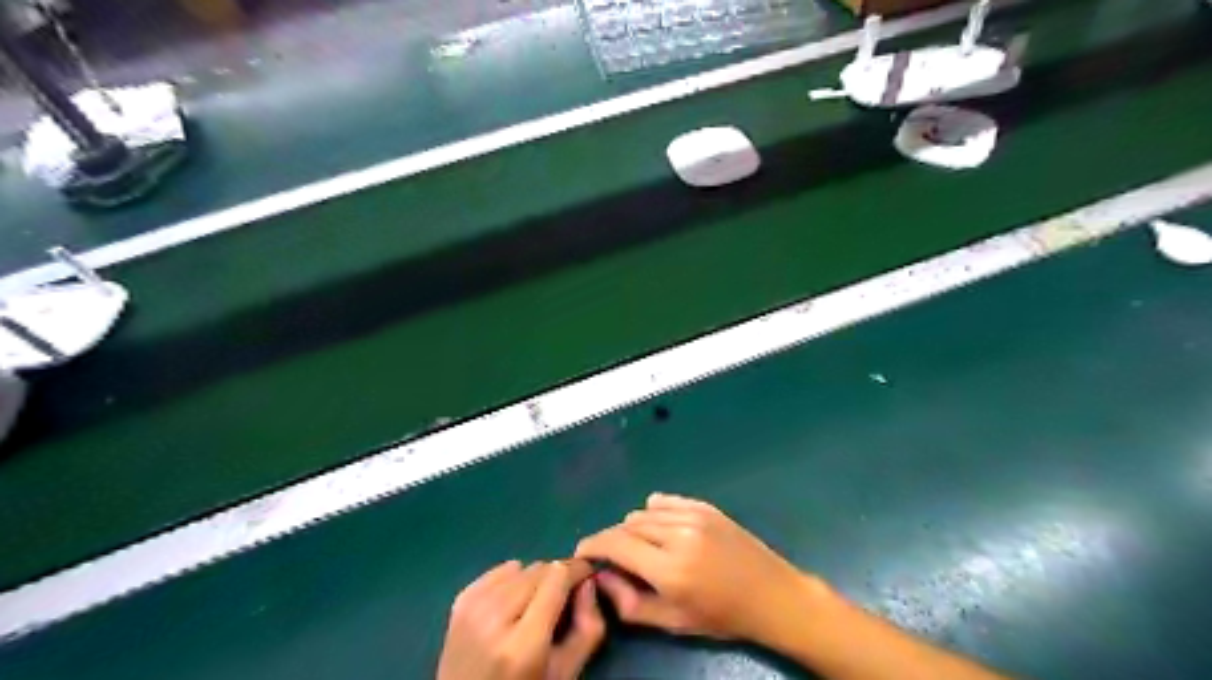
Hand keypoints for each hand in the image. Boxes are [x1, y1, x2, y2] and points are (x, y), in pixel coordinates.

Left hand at [440, 557, 604, 678]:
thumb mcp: (565, 673)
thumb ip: (588, 628)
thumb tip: (588, 582)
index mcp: (523, 645)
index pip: (558, 577)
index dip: (578, 570)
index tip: (588, 575)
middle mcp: (494, 620)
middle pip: (540, 569)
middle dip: (558, 578)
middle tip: (562, 599)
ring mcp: (472, 608)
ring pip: (521, 567)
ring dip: (535, 580)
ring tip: (535, 605)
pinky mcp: (460, 602)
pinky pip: (499, 570)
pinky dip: (512, 579)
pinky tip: (513, 603)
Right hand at [574, 490, 822, 645]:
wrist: (771, 595)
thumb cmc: (722, 616)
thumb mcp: (673, 622)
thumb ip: (629, 603)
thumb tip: (602, 576)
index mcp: (670, 569)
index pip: (615, 544)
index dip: (593, 545)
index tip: (583, 552)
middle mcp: (678, 535)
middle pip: (626, 525)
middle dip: (613, 540)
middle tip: (615, 558)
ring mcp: (693, 516)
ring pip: (643, 512)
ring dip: (633, 528)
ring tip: (642, 547)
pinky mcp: (705, 506)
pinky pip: (664, 501)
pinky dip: (653, 513)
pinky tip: (659, 528)